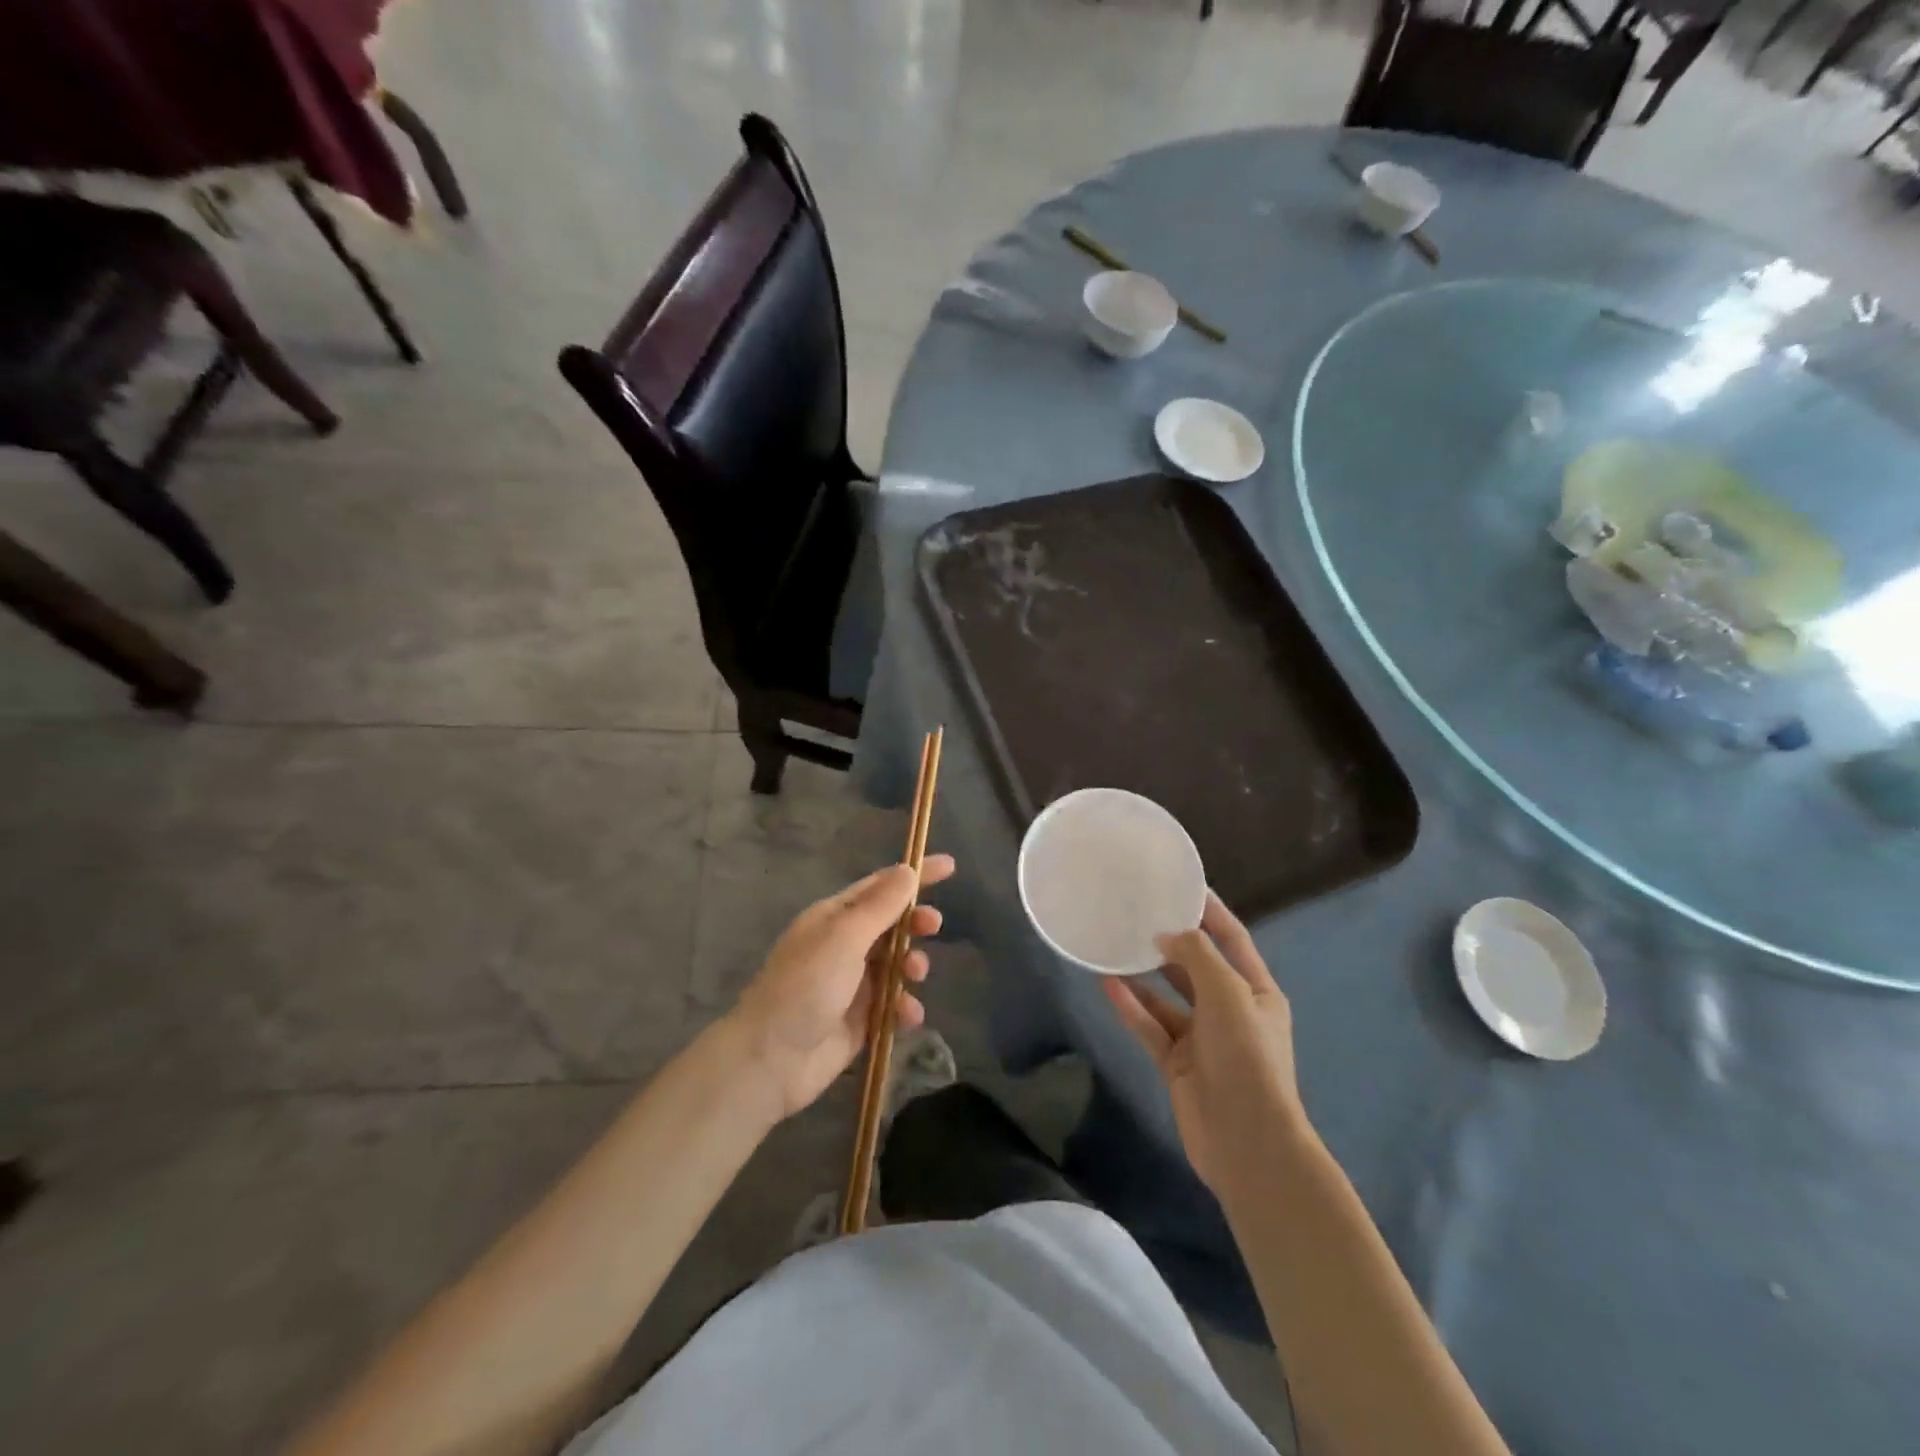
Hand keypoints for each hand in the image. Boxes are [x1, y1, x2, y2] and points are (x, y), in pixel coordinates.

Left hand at [729, 854, 955, 1119]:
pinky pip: (892, 1004)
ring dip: (911, 965)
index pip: (880, 886)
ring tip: (914, 975)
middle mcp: (843, 945)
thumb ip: (880, 906)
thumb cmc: (806, 985)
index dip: (914, 875)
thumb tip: (908, 871)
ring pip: (896, 964)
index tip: (950, 866)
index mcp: (833, 917)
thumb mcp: (845, 937)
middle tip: (934, 926)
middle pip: (891, 924)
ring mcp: (851, 984)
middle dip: (915, 923)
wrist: (771, 1059)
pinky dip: (904, 1006)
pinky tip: (907, 1016)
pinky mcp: (859, 1020)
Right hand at [1103, 893, 1304, 1194]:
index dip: (1211, 912)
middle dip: (1171, 941)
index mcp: (1257, 992)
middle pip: (1197, 966)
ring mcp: (1202, 1039)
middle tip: (1137, 911)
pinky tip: (1106, 983)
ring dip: (1144, 973)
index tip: (1182, 884)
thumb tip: (1166, 935)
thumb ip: (1196, 955)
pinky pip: (1150, 1025)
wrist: (1247, 1141)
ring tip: (1114, 944)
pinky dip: (1130, 1006)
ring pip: (1167, 996)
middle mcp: (1230, 1010)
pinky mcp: (1176, 1063)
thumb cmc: (1247, 1056)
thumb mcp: (1228, 993)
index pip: (1233, 939)